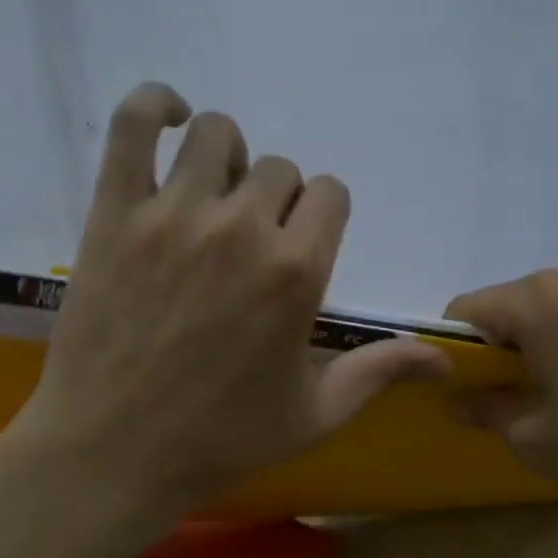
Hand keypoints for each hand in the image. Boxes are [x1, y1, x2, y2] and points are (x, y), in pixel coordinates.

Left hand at [2, 83, 446, 522]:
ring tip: (213, 201)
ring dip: (227, 160)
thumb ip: (379, 371)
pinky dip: (155, 106)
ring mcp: (173, 214)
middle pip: (279, 169)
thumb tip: (444, 357)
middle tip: (252, 248)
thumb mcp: (315, 415)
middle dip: (277, 203)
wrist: (115, 452)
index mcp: (297, 272)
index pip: (331, 195)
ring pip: (217, 136)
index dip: (322, 219)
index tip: (303, 249)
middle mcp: (242, 228)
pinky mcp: (114, 212)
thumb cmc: (221, 439)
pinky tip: (171, 121)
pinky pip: (132, 122)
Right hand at [445, 261, 557, 517]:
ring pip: (555, 306)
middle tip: (516, 394)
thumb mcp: (533, 438)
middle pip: (513, 304)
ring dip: (544, 339)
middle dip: (502, 344)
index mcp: (538, 301)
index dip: (455, 349)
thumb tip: (460, 400)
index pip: (467, 310)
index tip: (467, 387)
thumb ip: (486, 410)